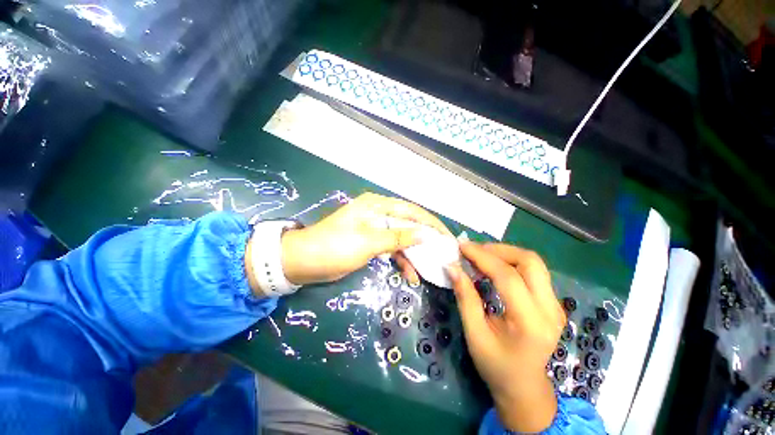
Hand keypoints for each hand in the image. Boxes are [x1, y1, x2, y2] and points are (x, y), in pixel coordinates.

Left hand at [280, 192, 450, 285]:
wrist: (303, 262)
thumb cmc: (335, 247)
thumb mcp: (369, 241)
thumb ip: (398, 237)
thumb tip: (426, 234)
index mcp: (377, 205)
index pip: (411, 211)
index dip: (431, 224)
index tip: (447, 238)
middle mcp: (378, 213)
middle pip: (409, 224)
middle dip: (426, 240)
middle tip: (443, 254)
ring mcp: (375, 229)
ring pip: (402, 239)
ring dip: (414, 254)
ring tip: (428, 270)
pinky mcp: (372, 242)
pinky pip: (392, 249)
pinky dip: (401, 260)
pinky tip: (410, 274)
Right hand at [445, 243, 564, 432]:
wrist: (525, 387)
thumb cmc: (496, 366)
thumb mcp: (475, 334)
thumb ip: (465, 298)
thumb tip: (452, 267)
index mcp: (531, 323)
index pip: (508, 276)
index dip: (482, 257)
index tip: (462, 247)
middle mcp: (550, 310)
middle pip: (529, 261)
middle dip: (498, 249)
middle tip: (473, 251)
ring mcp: (555, 305)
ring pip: (533, 262)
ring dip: (504, 253)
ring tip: (480, 256)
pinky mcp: (552, 302)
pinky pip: (533, 271)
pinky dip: (510, 262)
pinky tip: (493, 267)